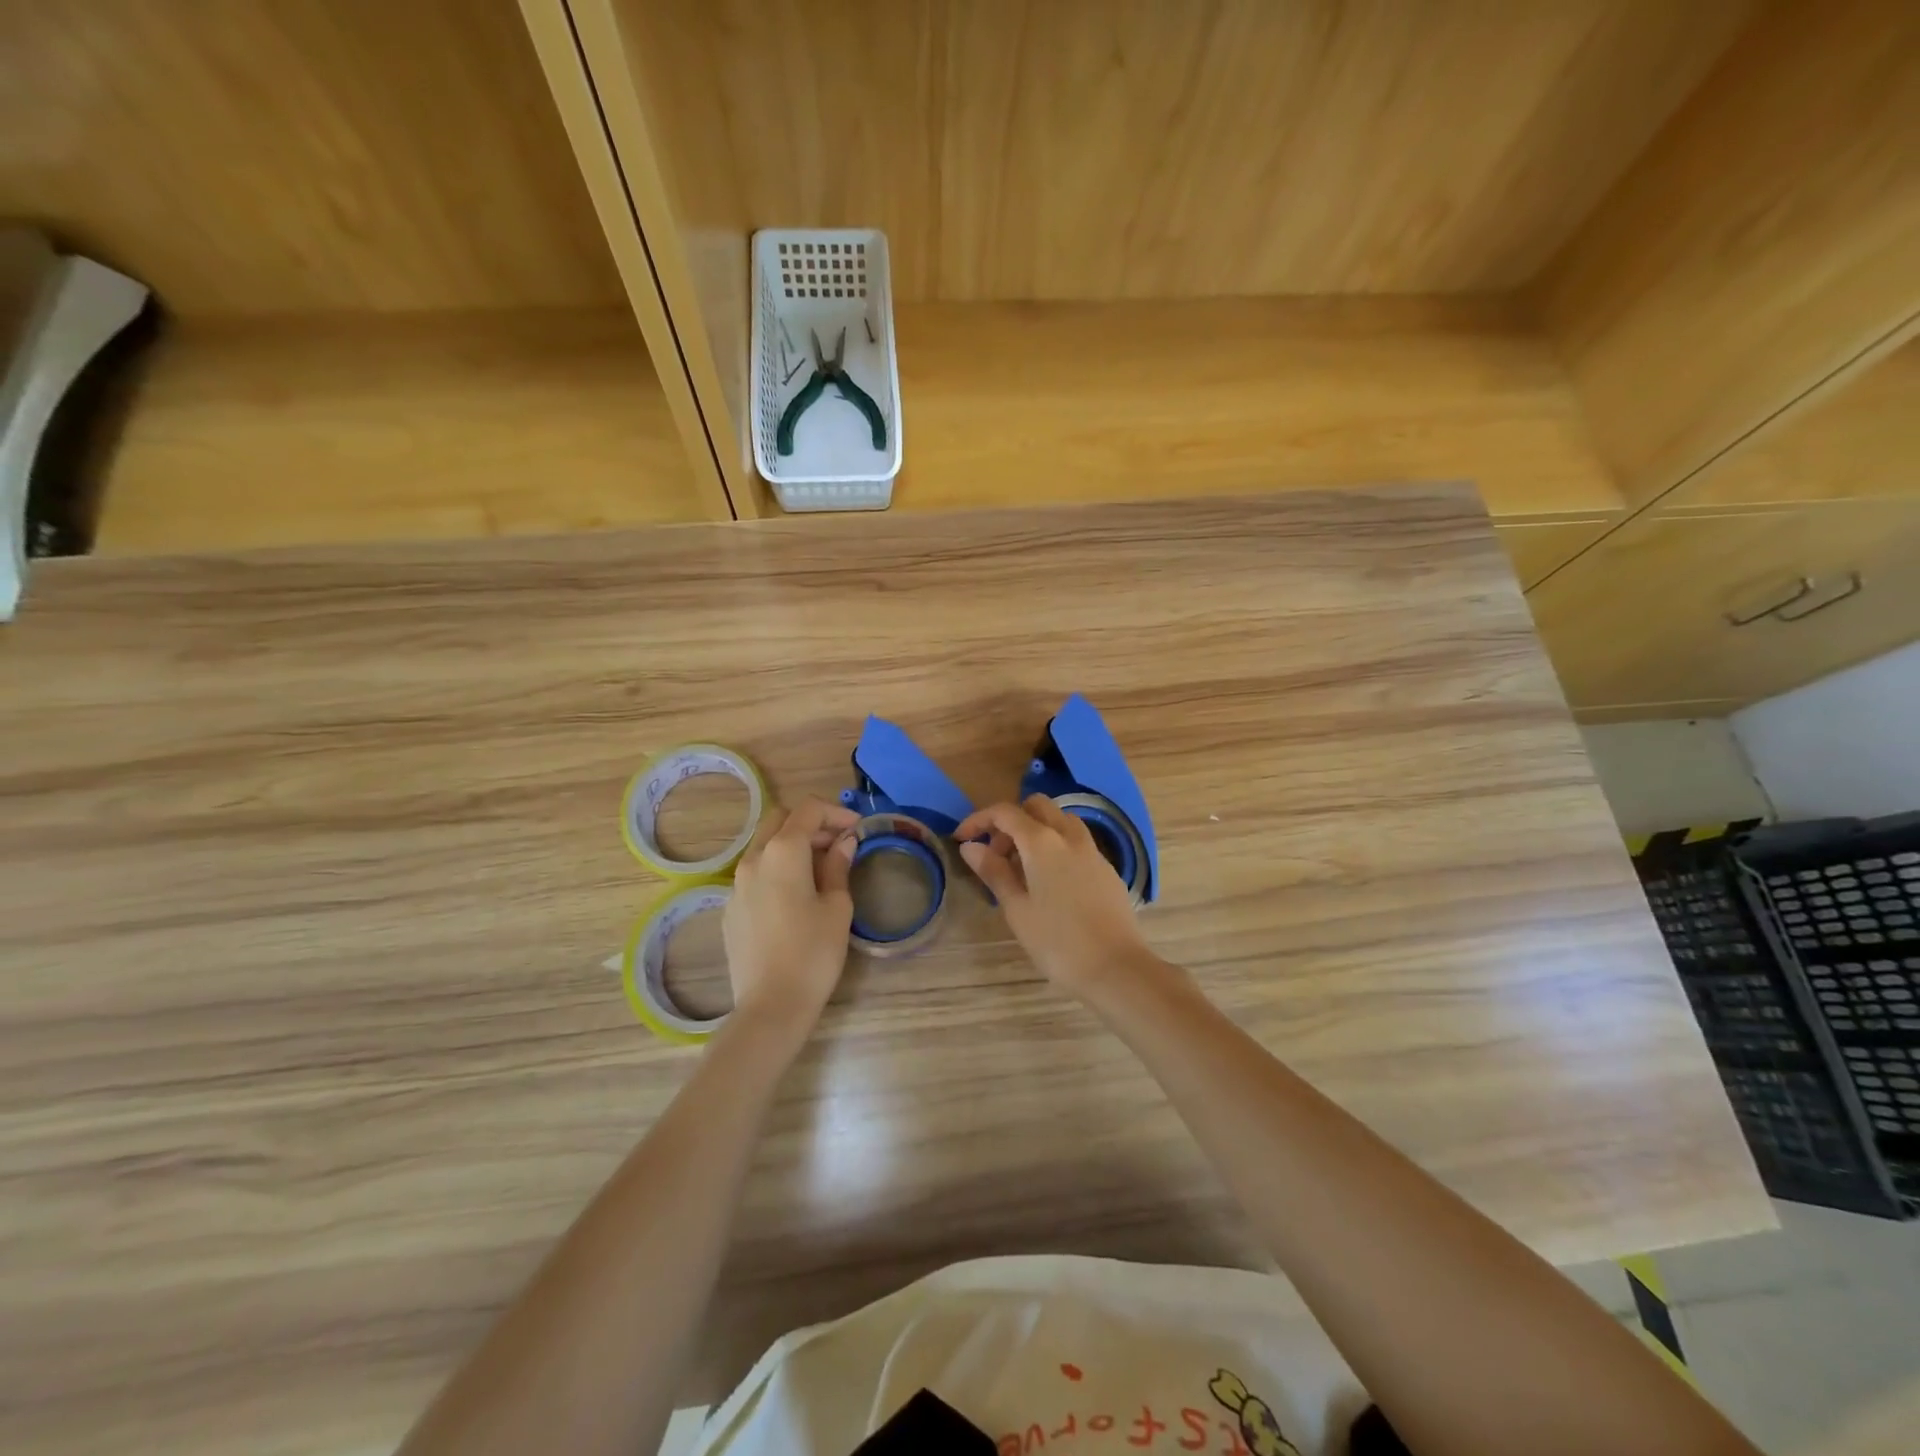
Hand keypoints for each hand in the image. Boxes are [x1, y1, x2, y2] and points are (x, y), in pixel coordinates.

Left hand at [723, 797, 858, 1032]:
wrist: (771, 1005)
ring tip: (821, 869)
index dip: (836, 812)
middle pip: (781, 820)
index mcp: (782, 852)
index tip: (858, 829)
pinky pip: (756, 873)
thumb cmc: (814, 952)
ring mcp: (736, 884)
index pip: (808, 810)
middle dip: (811, 823)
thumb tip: (843, 842)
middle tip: (839, 844)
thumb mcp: (837, 906)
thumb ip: (838, 866)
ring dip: (793, 845)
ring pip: (765, 846)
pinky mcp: (731, 908)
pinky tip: (796, 896)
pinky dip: (778, 869)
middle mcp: (753, 859)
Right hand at [954, 795, 1159, 996]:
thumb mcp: (1016, 909)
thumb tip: (970, 846)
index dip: (979, 820)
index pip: (1005, 812)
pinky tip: (1050, 883)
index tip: (962, 839)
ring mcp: (1092, 851)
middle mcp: (1069, 836)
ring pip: (1060, 821)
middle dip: (1011, 822)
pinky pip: (1076, 842)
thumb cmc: (1057, 941)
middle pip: (1036, 807)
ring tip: (1022, 869)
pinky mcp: (1106, 869)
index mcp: (1042, 842)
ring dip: (1036, 831)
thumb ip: (994, 872)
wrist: (1116, 968)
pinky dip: (1056, 847)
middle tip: (996, 855)